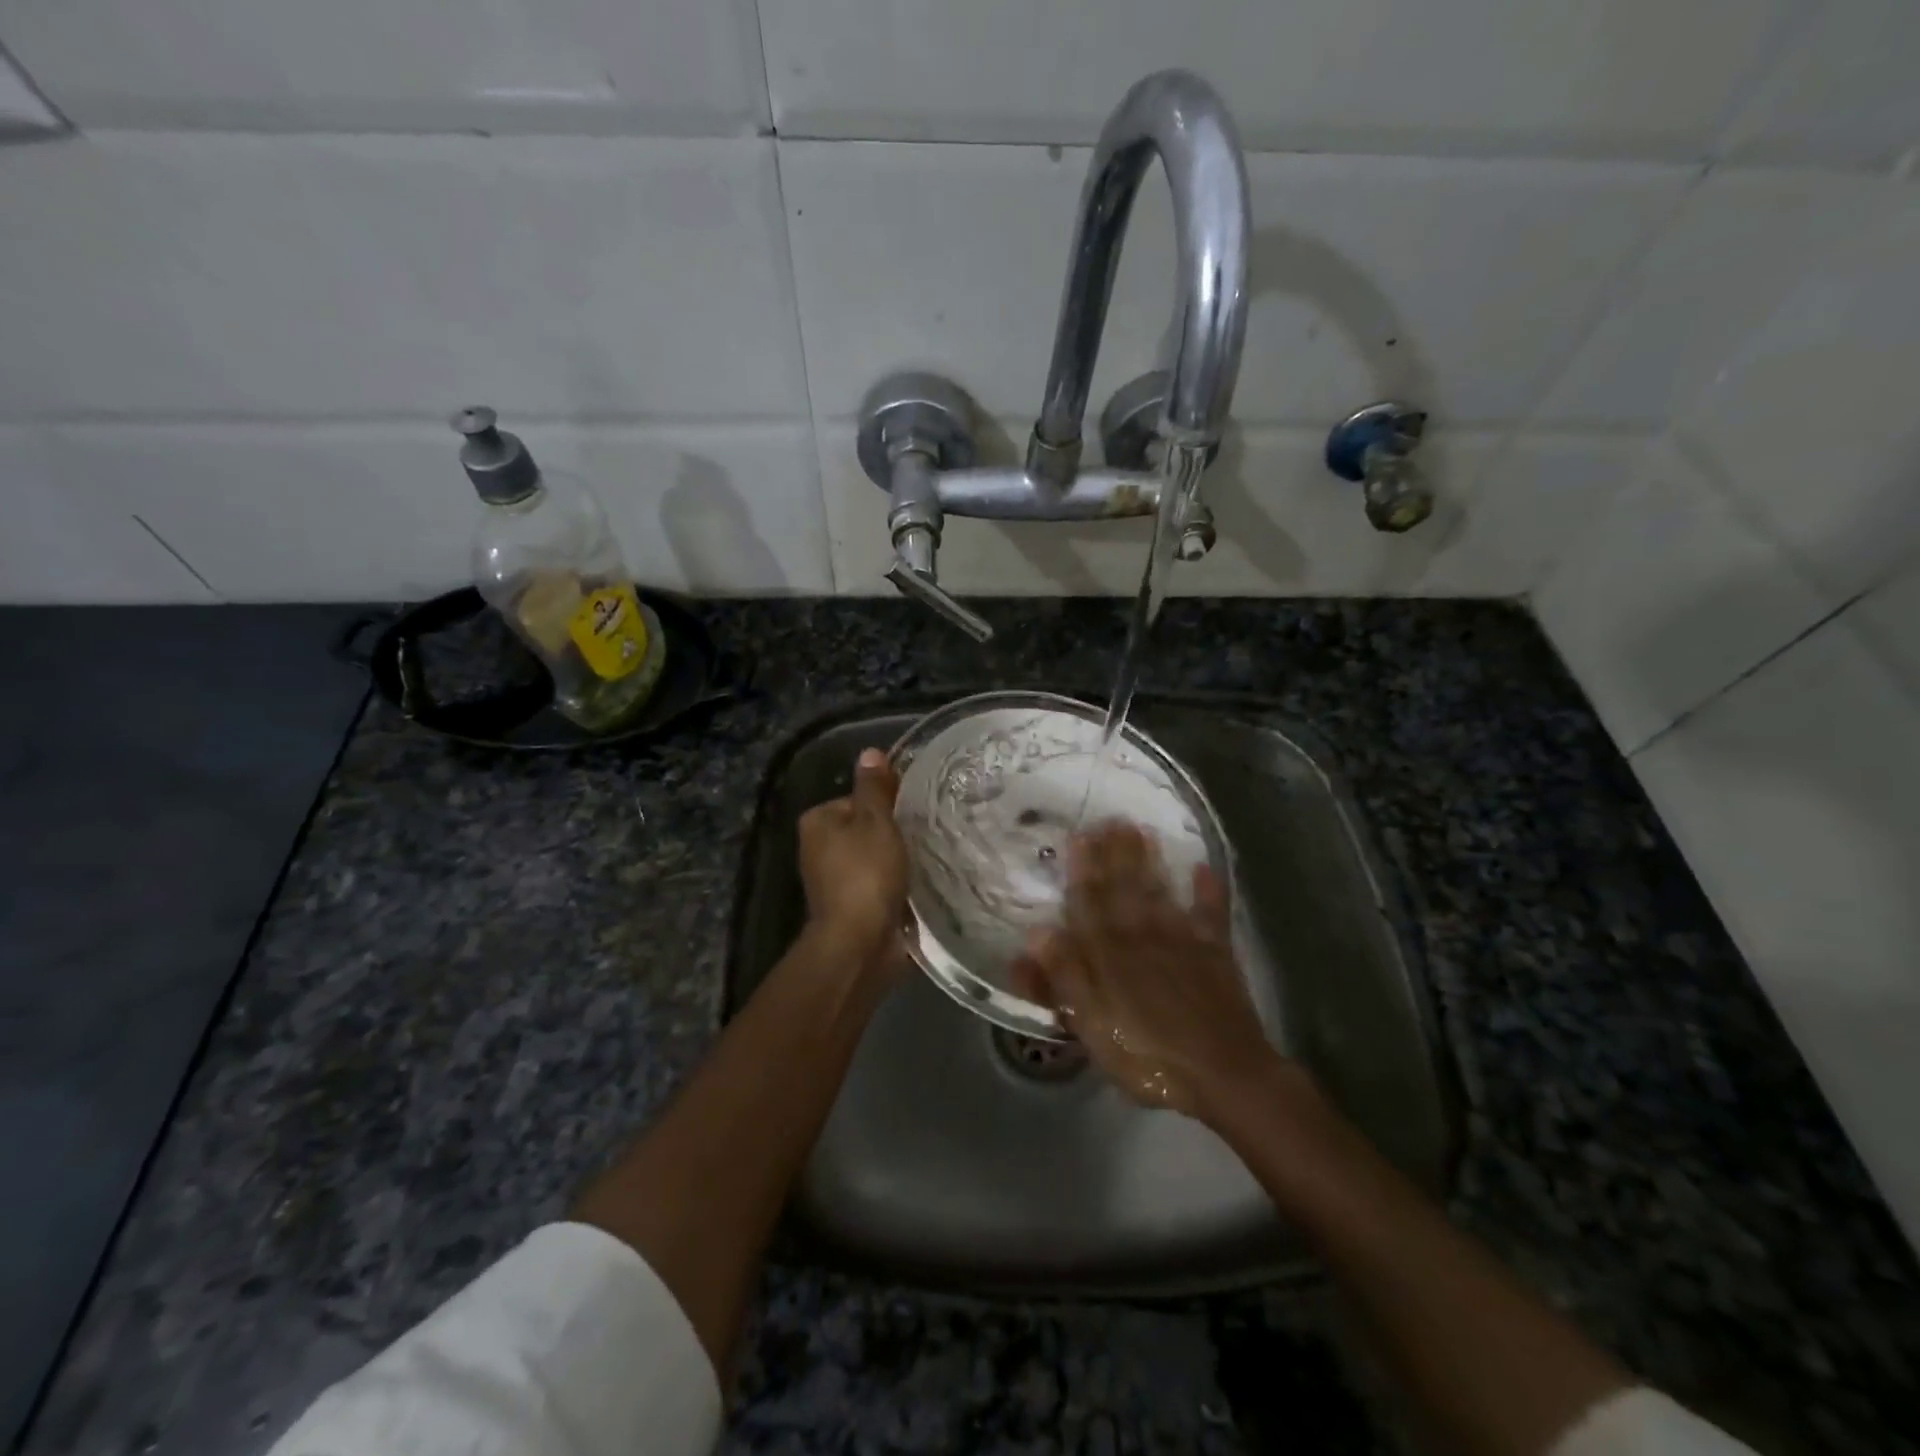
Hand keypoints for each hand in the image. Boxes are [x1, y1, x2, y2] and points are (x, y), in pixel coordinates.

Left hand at [797, 748, 908, 970]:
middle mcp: (819, 849)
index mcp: (817, 821)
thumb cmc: (866, 873)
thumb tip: (870, 752)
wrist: (860, 942)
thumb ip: (875, 787)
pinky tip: (919, 883)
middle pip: (865, 828)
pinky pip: (879, 883)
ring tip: (927, 857)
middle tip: (924, 833)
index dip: (887, 802)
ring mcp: (834, 880)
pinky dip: (896, 883)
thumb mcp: (876, 821)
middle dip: (893, 832)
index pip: (856, 799)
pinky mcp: (852, 906)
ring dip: (897, 860)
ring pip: (874, 857)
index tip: (912, 811)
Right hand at [1013, 822, 1281, 1120]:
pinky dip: (1207, 889)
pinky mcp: (1216, 952)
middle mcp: (1143, 936)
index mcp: (1110, 955)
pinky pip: (1210, 912)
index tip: (1079, 837)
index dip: (1084, 870)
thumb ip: (1065, 979)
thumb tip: (1037, 933)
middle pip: (1124, 888)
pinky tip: (1203, 867)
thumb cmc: (1149, 1058)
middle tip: (1110, 819)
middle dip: (1116, 853)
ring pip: (1160, 891)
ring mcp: (1182, 941)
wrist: (1224, 1076)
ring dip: (1150, 860)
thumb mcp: (1093, 1027)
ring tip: (1142, 830)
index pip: (1090, 903)